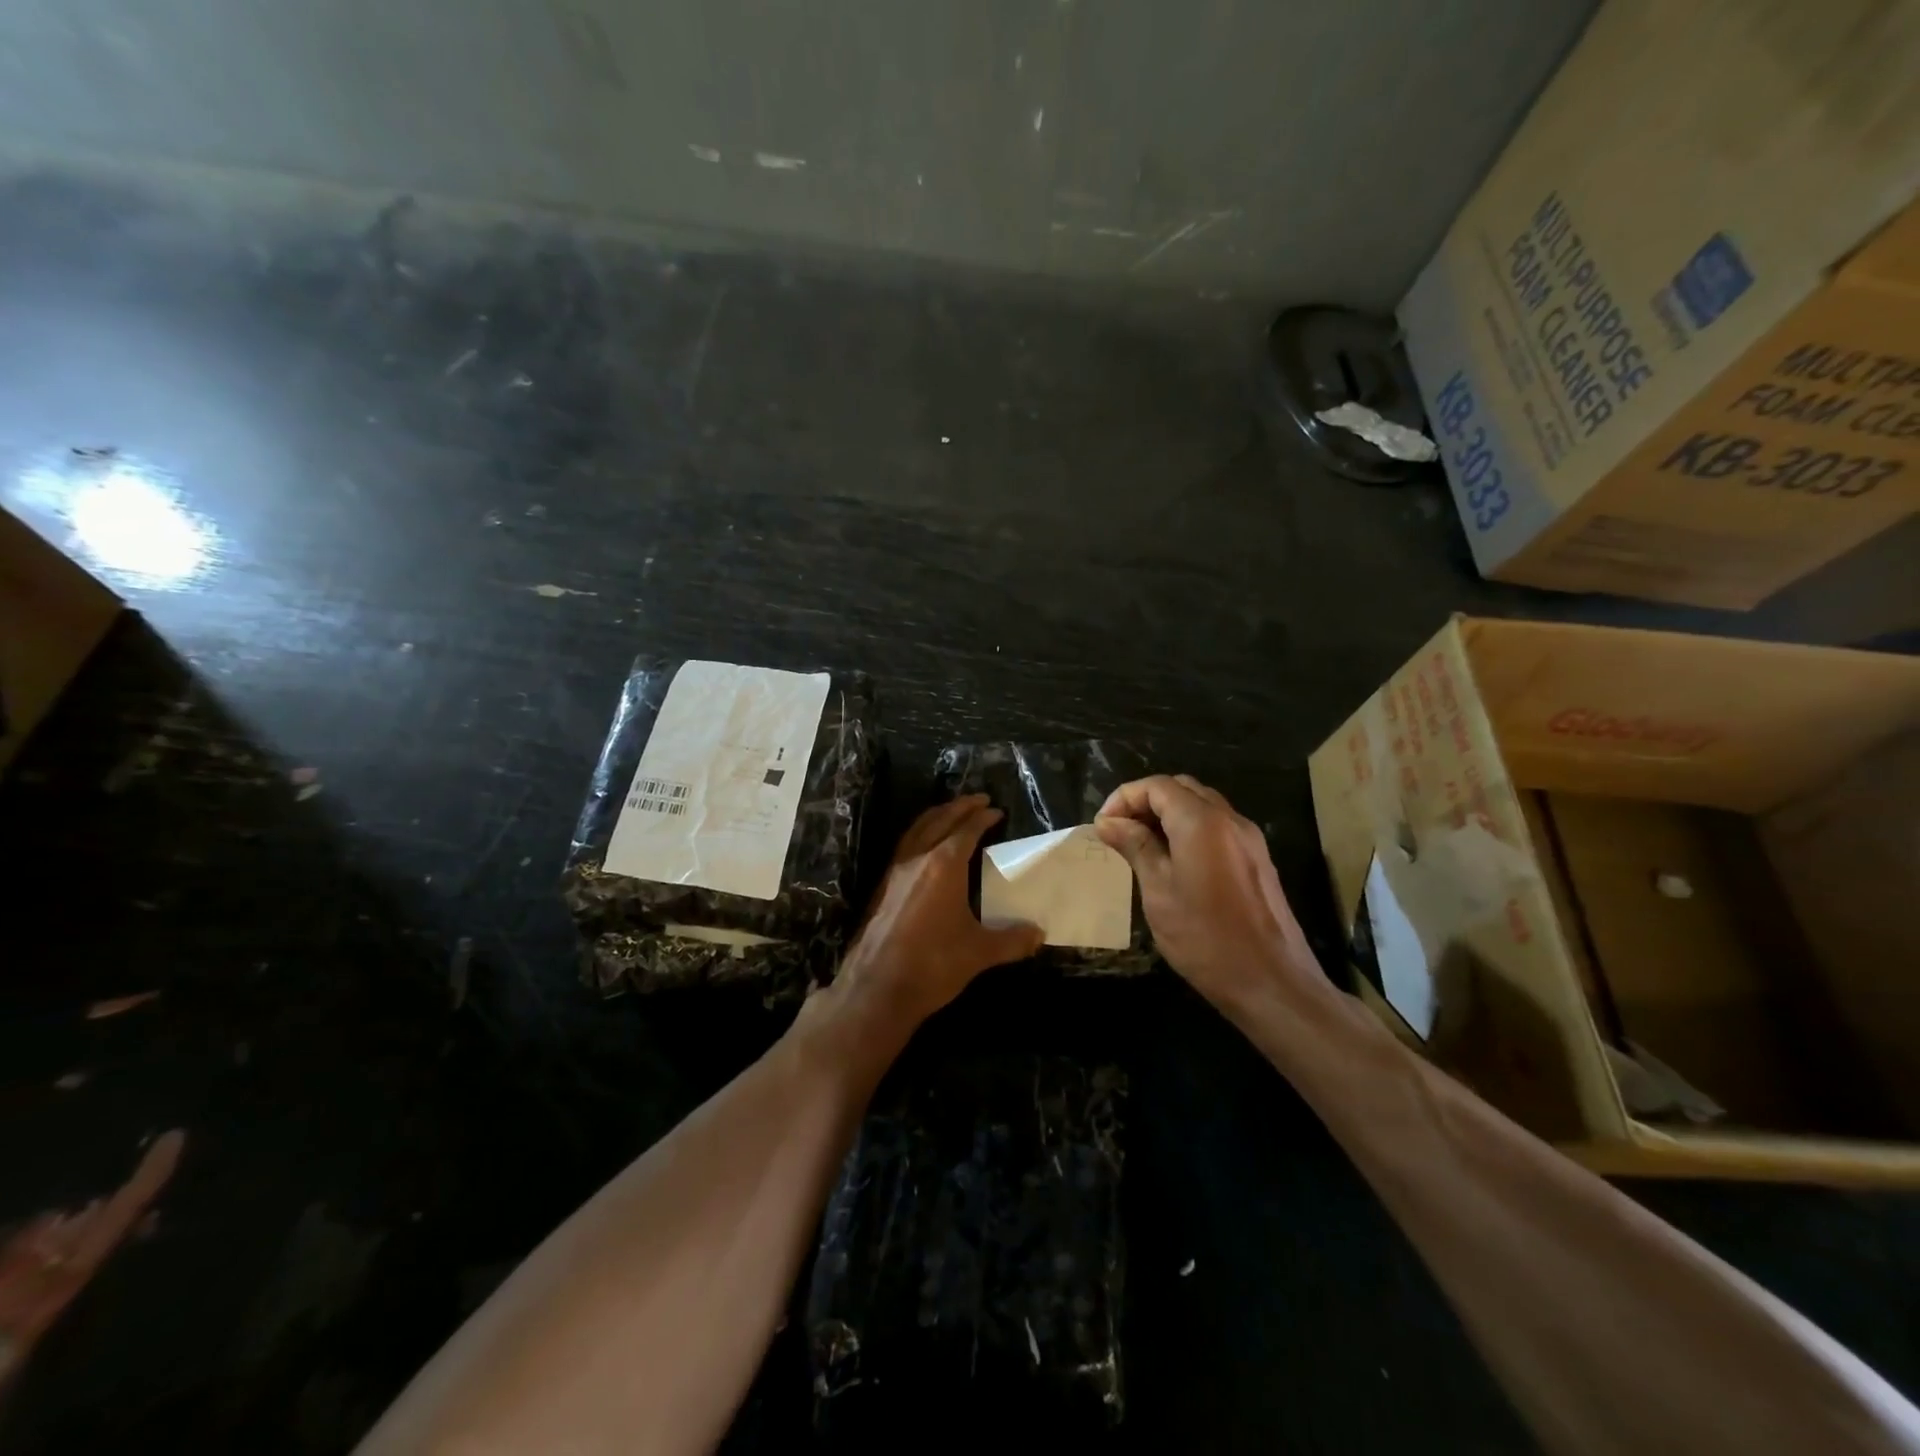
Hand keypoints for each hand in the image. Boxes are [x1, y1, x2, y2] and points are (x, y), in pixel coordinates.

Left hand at [834, 795, 1043, 1033]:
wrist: (877, 988)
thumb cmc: (933, 964)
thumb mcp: (979, 952)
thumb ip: (1012, 940)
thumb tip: (1039, 934)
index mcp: (943, 865)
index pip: (966, 830)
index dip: (983, 818)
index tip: (996, 811)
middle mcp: (917, 859)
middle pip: (939, 820)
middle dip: (960, 807)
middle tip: (978, 800)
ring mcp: (895, 872)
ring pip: (917, 830)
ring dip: (936, 816)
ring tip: (951, 813)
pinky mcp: (882, 888)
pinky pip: (904, 846)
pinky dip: (920, 834)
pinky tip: (925, 848)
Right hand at [1094, 774, 1327, 1012]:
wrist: (1271, 982)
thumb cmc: (1205, 938)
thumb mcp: (1159, 891)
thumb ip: (1136, 847)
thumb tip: (1108, 821)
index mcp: (1202, 822)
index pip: (1157, 786)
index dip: (1124, 797)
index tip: (1103, 826)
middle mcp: (1230, 819)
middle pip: (1181, 788)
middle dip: (1146, 801)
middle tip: (1119, 831)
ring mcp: (1249, 839)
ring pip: (1202, 805)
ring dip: (1168, 814)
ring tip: (1140, 845)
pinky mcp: (1257, 859)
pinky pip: (1218, 826)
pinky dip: (1189, 829)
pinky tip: (1173, 860)